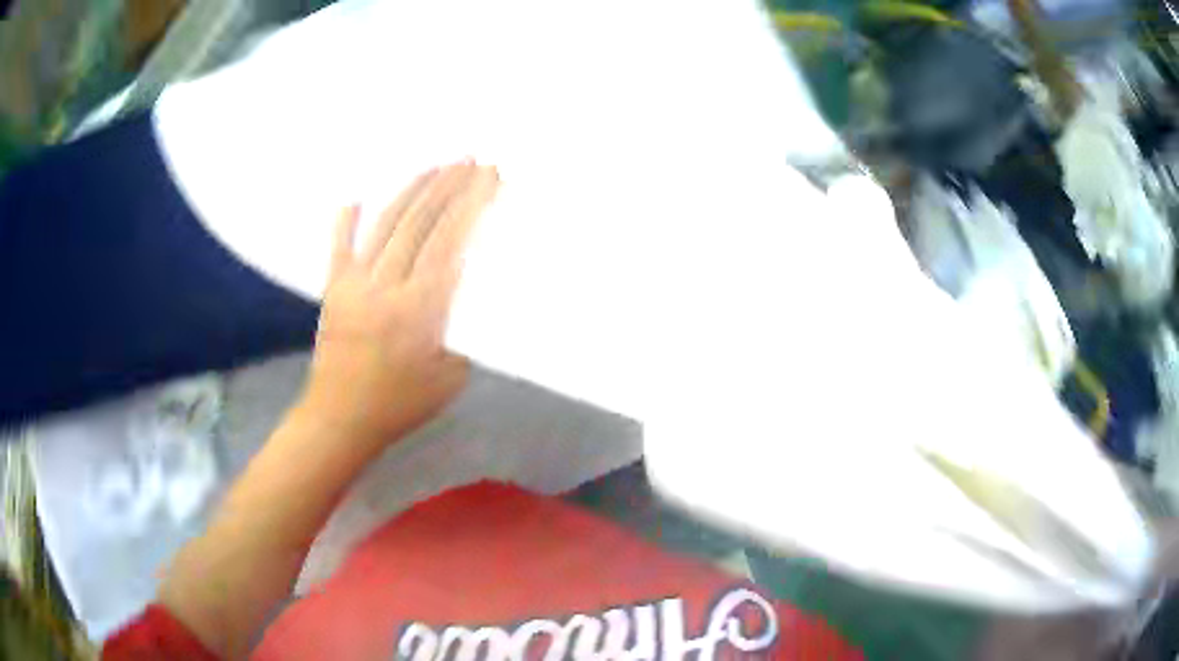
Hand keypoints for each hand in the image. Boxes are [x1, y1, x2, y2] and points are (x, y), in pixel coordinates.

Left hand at [299, 161, 498, 446]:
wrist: (339, 418)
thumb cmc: (399, 404)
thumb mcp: (451, 375)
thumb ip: (464, 332)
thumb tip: (472, 293)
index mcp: (420, 308)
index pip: (450, 242)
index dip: (471, 204)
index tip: (490, 177)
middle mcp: (386, 286)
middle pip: (420, 223)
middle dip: (448, 186)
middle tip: (470, 160)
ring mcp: (354, 283)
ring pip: (386, 225)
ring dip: (412, 192)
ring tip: (434, 167)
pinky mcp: (332, 289)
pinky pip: (339, 247)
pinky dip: (346, 221)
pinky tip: (354, 197)